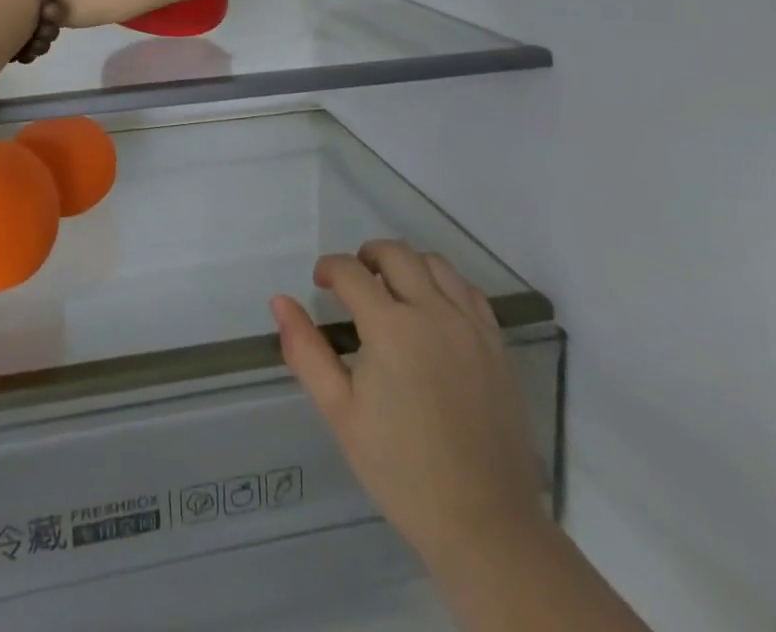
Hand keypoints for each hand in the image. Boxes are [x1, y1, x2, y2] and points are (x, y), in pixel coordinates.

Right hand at [272, 241, 546, 571]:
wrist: (483, 523)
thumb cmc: (401, 471)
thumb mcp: (340, 413)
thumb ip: (306, 351)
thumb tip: (280, 301)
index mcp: (390, 327)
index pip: (351, 271)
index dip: (329, 269)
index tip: (321, 285)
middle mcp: (432, 311)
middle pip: (395, 253)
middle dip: (366, 256)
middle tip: (353, 283)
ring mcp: (469, 324)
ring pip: (435, 262)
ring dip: (406, 264)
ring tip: (392, 291)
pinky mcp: (495, 342)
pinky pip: (468, 289)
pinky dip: (444, 284)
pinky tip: (433, 310)